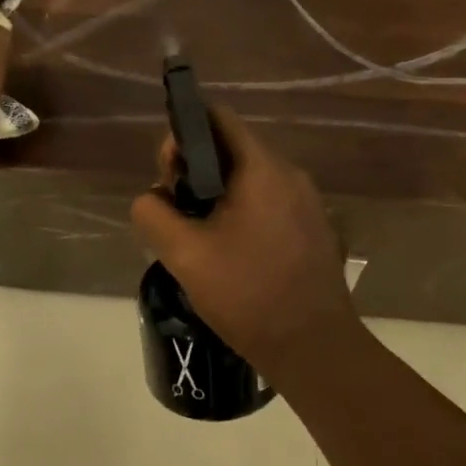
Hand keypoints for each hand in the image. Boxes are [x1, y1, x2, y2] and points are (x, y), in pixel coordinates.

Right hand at [130, 110, 362, 380]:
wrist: (314, 347)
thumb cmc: (248, 294)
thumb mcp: (185, 255)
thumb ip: (153, 214)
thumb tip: (151, 198)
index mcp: (262, 168)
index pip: (217, 118)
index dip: (183, 135)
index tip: (167, 174)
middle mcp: (290, 174)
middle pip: (232, 148)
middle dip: (195, 171)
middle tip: (176, 213)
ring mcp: (307, 202)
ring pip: (249, 179)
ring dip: (216, 195)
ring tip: (198, 237)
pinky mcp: (312, 228)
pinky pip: (268, 203)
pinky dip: (241, 213)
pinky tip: (229, 253)